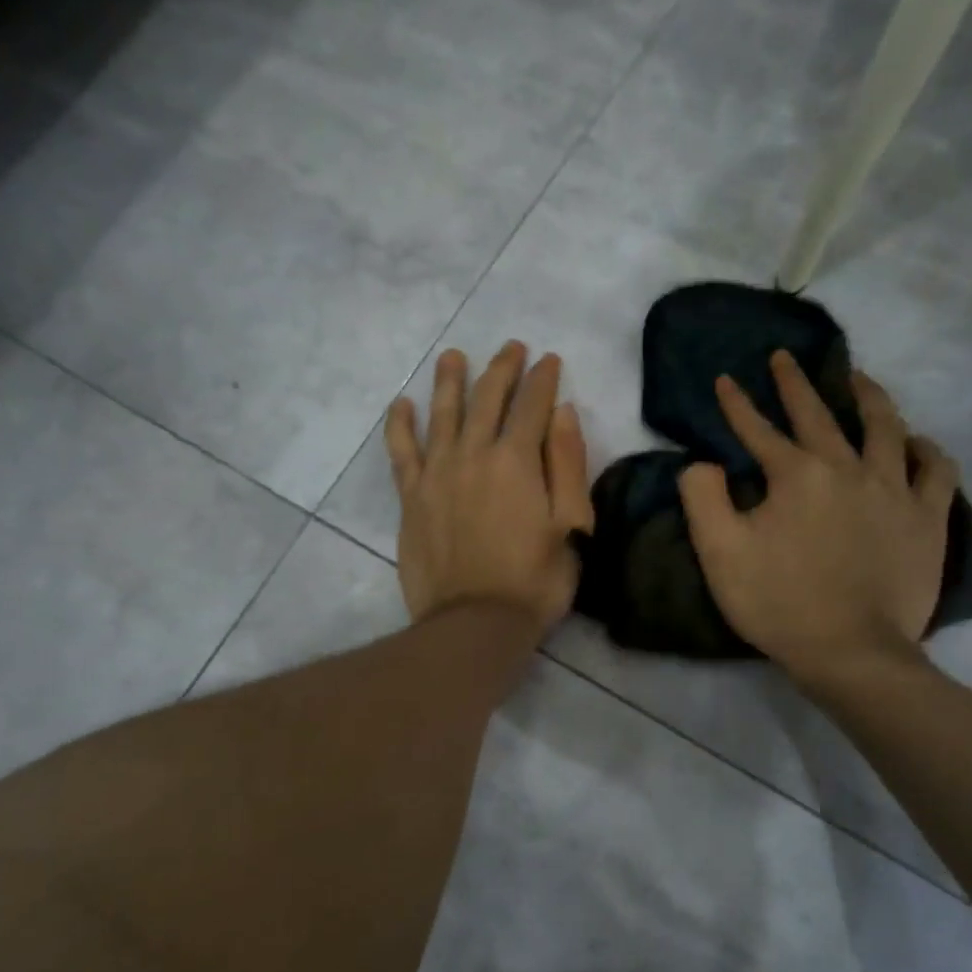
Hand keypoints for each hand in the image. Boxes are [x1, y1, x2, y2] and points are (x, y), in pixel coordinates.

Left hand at [384, 342, 594, 631]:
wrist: (475, 623)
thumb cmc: (534, 579)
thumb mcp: (571, 524)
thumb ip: (567, 464)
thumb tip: (561, 411)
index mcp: (517, 460)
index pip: (532, 405)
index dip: (543, 379)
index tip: (549, 360)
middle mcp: (473, 454)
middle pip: (486, 399)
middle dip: (502, 369)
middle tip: (511, 348)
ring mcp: (436, 474)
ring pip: (442, 414)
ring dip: (449, 381)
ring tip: (453, 356)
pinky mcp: (411, 497)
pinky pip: (402, 451)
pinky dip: (401, 425)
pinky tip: (402, 404)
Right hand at [678, 351, 957, 689]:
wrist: (851, 651)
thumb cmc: (778, 602)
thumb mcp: (719, 552)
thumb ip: (702, 498)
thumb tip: (701, 463)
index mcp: (796, 475)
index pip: (759, 429)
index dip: (737, 404)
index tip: (725, 379)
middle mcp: (848, 468)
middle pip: (819, 414)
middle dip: (795, 383)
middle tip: (784, 357)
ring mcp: (894, 490)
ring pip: (885, 427)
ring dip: (867, 397)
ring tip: (857, 379)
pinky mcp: (927, 518)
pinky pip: (936, 470)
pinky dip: (926, 450)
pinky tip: (917, 442)